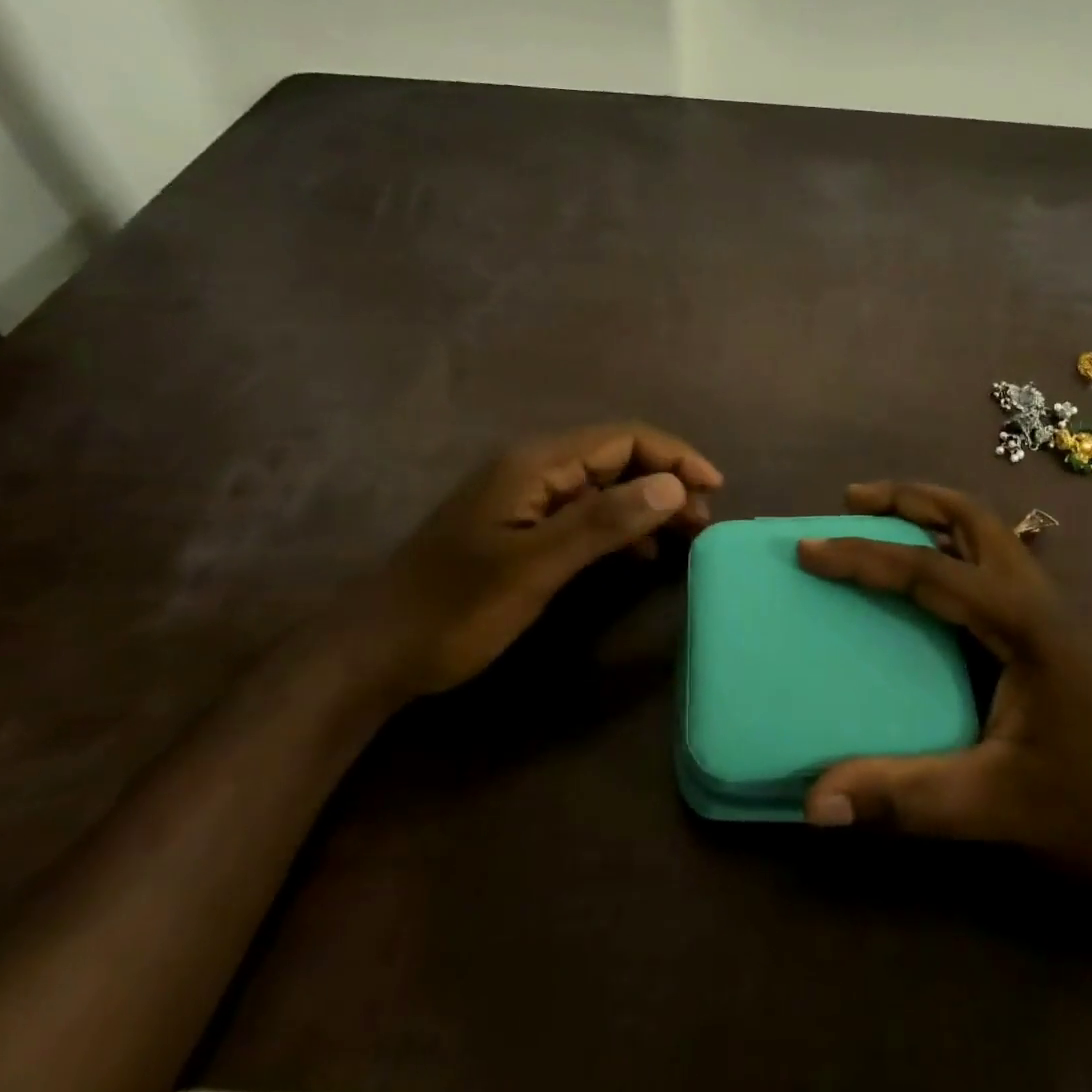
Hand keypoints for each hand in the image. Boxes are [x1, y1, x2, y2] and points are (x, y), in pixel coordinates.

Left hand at [356, 423, 722, 698]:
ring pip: (604, 486)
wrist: (377, 651)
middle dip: (666, 480)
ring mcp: (527, 498)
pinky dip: (620, 527)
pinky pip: (585, 513)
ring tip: (683, 537)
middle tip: (703, 520)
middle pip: (617, 458)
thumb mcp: (535, 566)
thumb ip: (603, 522)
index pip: (623, 439)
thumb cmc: (456, 608)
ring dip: (647, 504)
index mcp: (536, 464)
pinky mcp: (522, 527)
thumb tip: (672, 485)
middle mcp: (534, 469)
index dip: (674, 457)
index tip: (715, 488)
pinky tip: (638, 555)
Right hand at [797, 481, 1091, 918]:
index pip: (929, 570)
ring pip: (988, 537)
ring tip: (883, 523)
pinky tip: (932, 587)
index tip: (809, 548)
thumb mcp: (999, 806)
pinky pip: (994, 569)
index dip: (863, 556)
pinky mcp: (1053, 636)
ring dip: (934, 517)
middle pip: (971, 518)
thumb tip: (814, 801)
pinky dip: (953, 551)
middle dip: (909, 499)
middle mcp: (1038, 600)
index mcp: (1024, 623)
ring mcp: (1051, 614)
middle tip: (853, 501)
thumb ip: (906, 797)